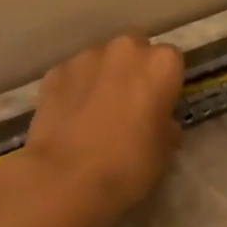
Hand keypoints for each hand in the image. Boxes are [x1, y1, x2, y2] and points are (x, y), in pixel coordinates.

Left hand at [17, 33, 185, 224]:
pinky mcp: (55, 71)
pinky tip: (70, 118)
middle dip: (133, 70)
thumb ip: (166, 126)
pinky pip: (73, 75)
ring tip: (94, 112)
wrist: (66, 178)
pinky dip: (74, 89)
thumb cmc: (128, 165)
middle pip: (135, 51)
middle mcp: (125, 49)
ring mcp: (85, 57)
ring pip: (101, 60)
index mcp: (160, 64)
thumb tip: (160, 122)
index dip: (165, 84)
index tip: (159, 106)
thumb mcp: (164, 152)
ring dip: (102, 77)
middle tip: (128, 105)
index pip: (171, 62)